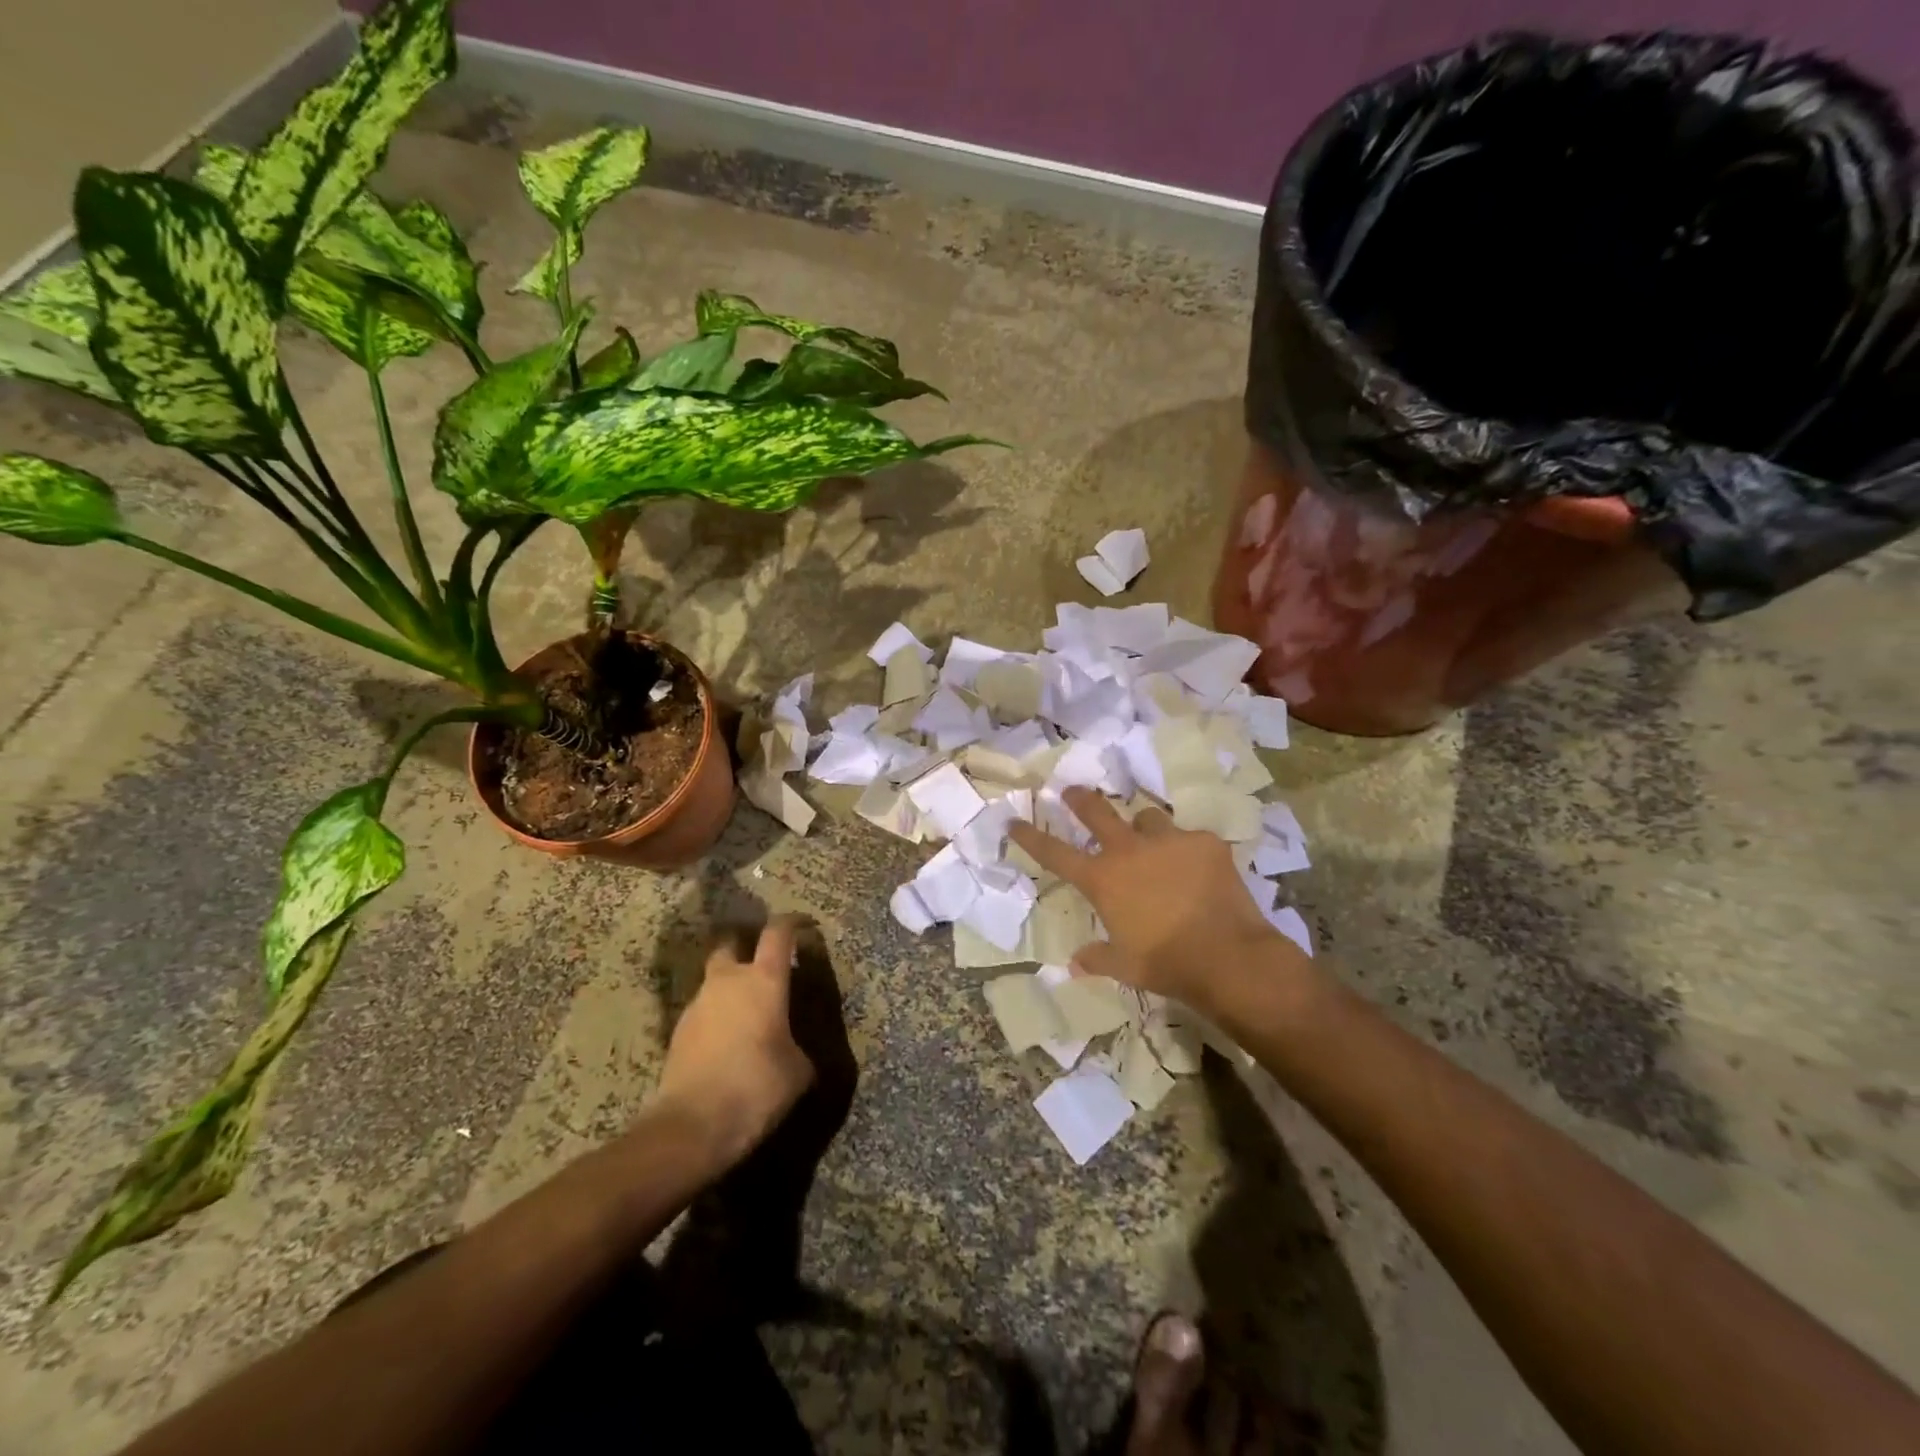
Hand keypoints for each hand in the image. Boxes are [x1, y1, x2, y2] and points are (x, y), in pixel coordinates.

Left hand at [653, 916, 814, 1167]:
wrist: (692, 1125)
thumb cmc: (757, 1086)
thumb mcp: (798, 1071)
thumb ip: (797, 1045)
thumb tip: (791, 1047)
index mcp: (765, 980)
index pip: (778, 932)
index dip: (792, 923)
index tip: (803, 926)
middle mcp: (728, 981)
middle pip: (731, 944)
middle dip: (745, 947)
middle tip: (762, 965)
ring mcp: (698, 1004)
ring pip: (714, 981)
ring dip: (729, 989)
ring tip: (746, 1016)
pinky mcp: (678, 1031)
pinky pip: (703, 1012)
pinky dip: (716, 1018)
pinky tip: (726, 1045)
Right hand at [1009, 787, 1314, 1015]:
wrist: (1227, 956)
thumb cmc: (1166, 963)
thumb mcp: (1125, 966)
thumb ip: (1098, 957)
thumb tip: (1075, 964)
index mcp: (1102, 879)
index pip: (1055, 853)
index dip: (1031, 837)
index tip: (1014, 822)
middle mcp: (1129, 850)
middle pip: (1095, 811)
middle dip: (1079, 799)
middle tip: (1072, 792)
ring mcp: (1169, 841)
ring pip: (1147, 818)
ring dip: (1144, 829)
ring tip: (1154, 843)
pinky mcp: (1205, 842)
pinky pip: (1190, 838)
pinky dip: (1189, 851)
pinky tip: (1200, 870)